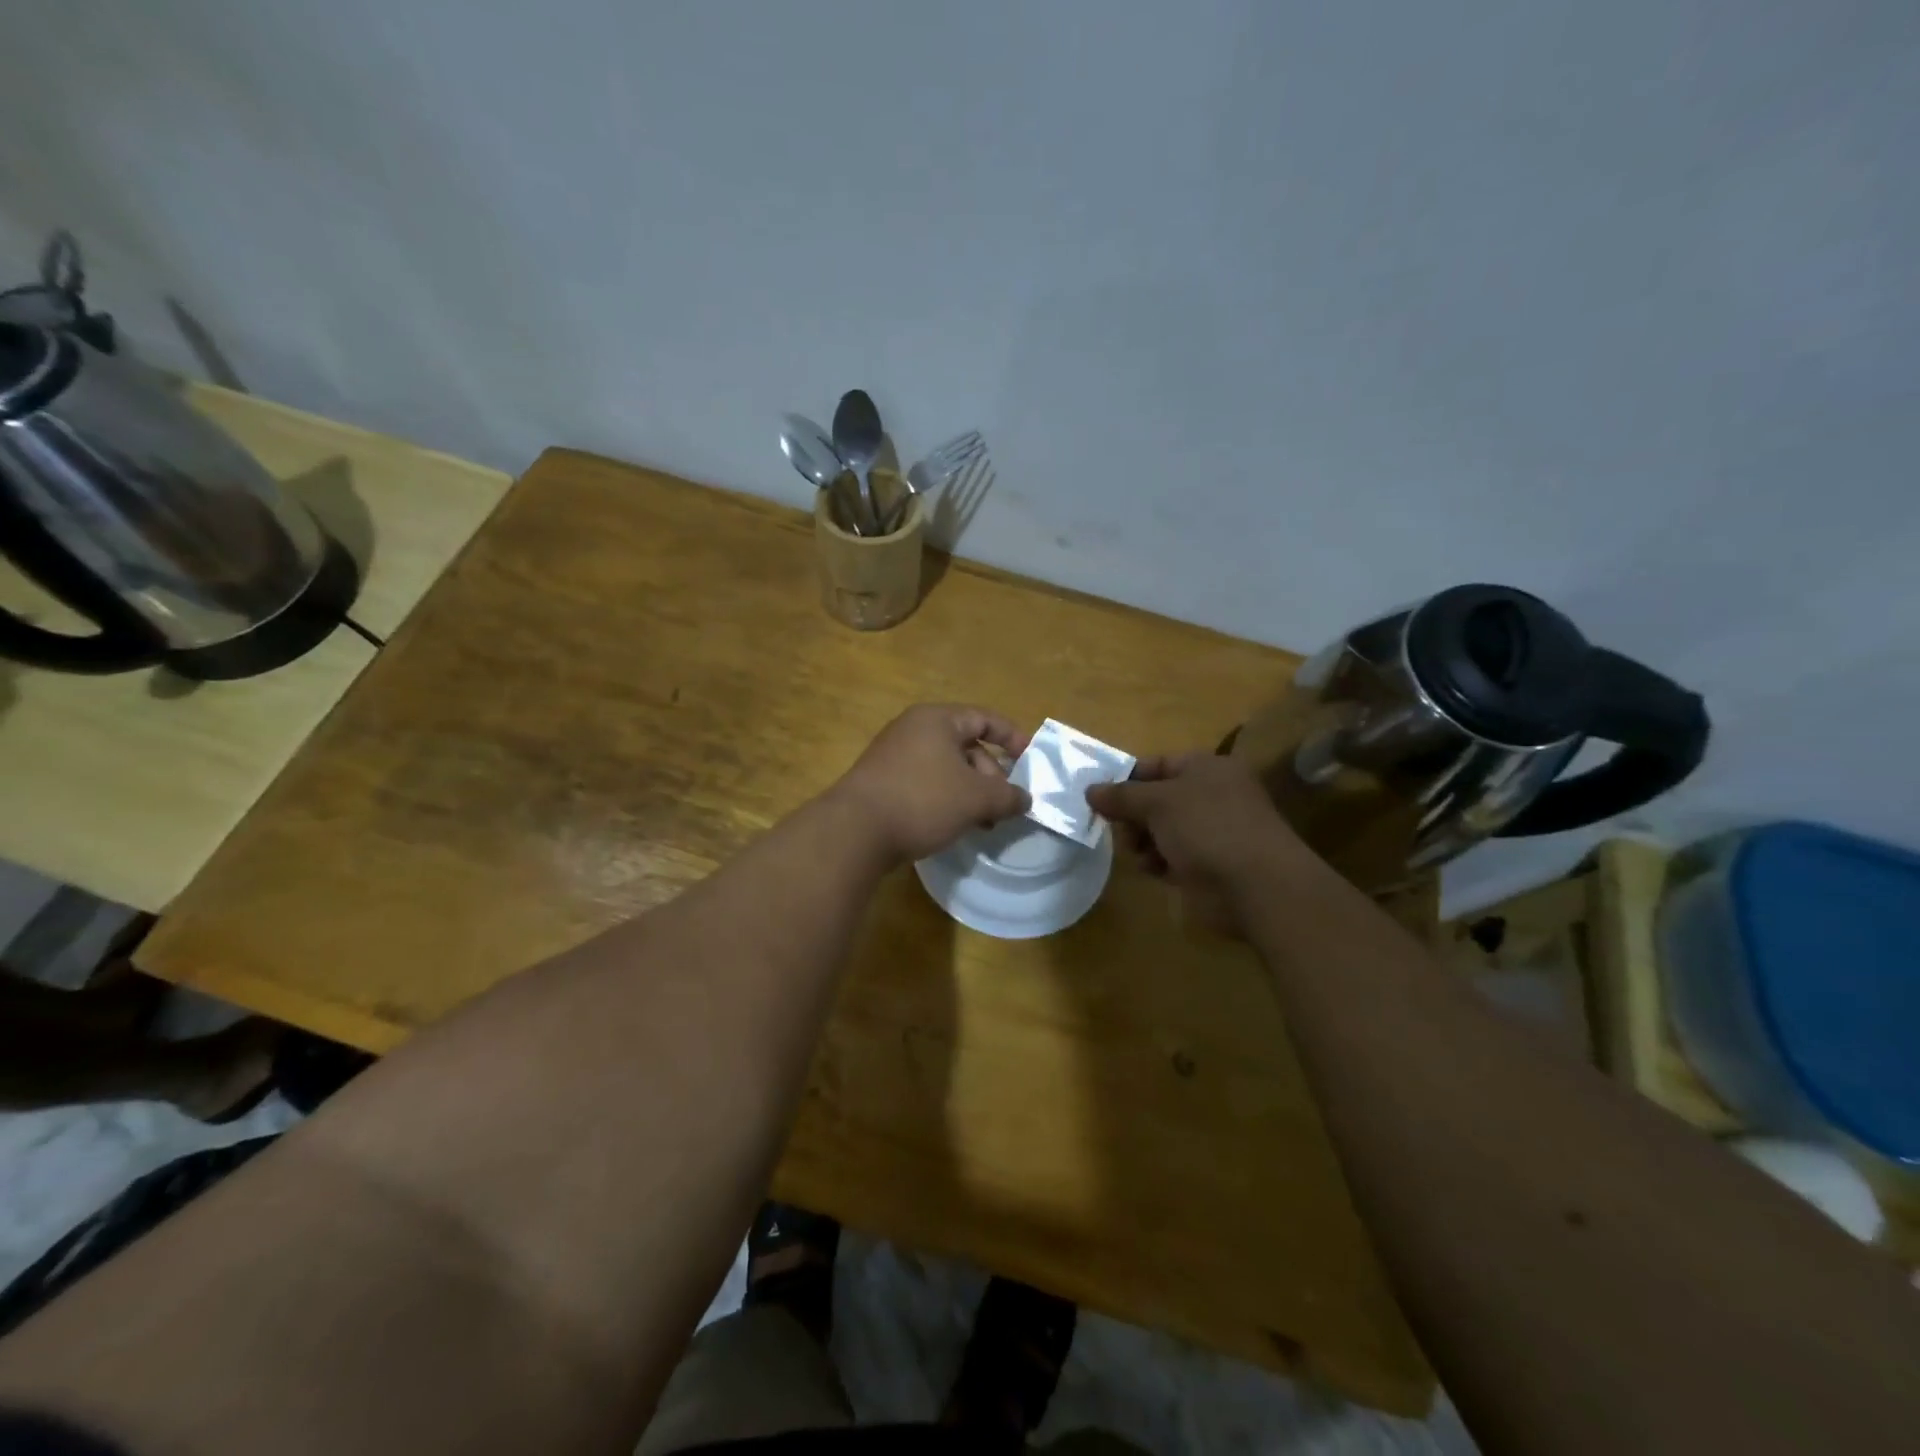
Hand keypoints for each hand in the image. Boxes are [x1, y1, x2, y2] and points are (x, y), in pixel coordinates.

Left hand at [831, 705, 1031, 863]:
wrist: (855, 830)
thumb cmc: (922, 800)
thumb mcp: (976, 798)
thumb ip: (1008, 796)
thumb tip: (1025, 799)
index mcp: (937, 719)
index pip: (985, 718)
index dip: (1013, 737)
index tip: (1031, 761)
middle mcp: (914, 729)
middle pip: (967, 746)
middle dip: (992, 776)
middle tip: (1003, 807)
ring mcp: (895, 755)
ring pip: (947, 768)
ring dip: (971, 793)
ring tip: (983, 824)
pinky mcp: (883, 781)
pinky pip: (927, 783)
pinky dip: (947, 799)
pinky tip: (954, 825)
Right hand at [1086, 753, 1304, 932]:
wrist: (1256, 886)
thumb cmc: (1207, 828)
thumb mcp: (1157, 802)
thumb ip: (1121, 796)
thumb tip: (1090, 790)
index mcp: (1207, 768)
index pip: (1157, 764)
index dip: (1127, 779)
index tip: (1099, 798)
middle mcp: (1212, 795)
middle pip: (1157, 799)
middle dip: (1133, 815)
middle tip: (1118, 829)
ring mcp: (1213, 831)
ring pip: (1162, 829)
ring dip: (1143, 840)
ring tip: (1138, 853)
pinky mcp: (1211, 864)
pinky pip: (1174, 856)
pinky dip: (1160, 861)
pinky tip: (1154, 870)